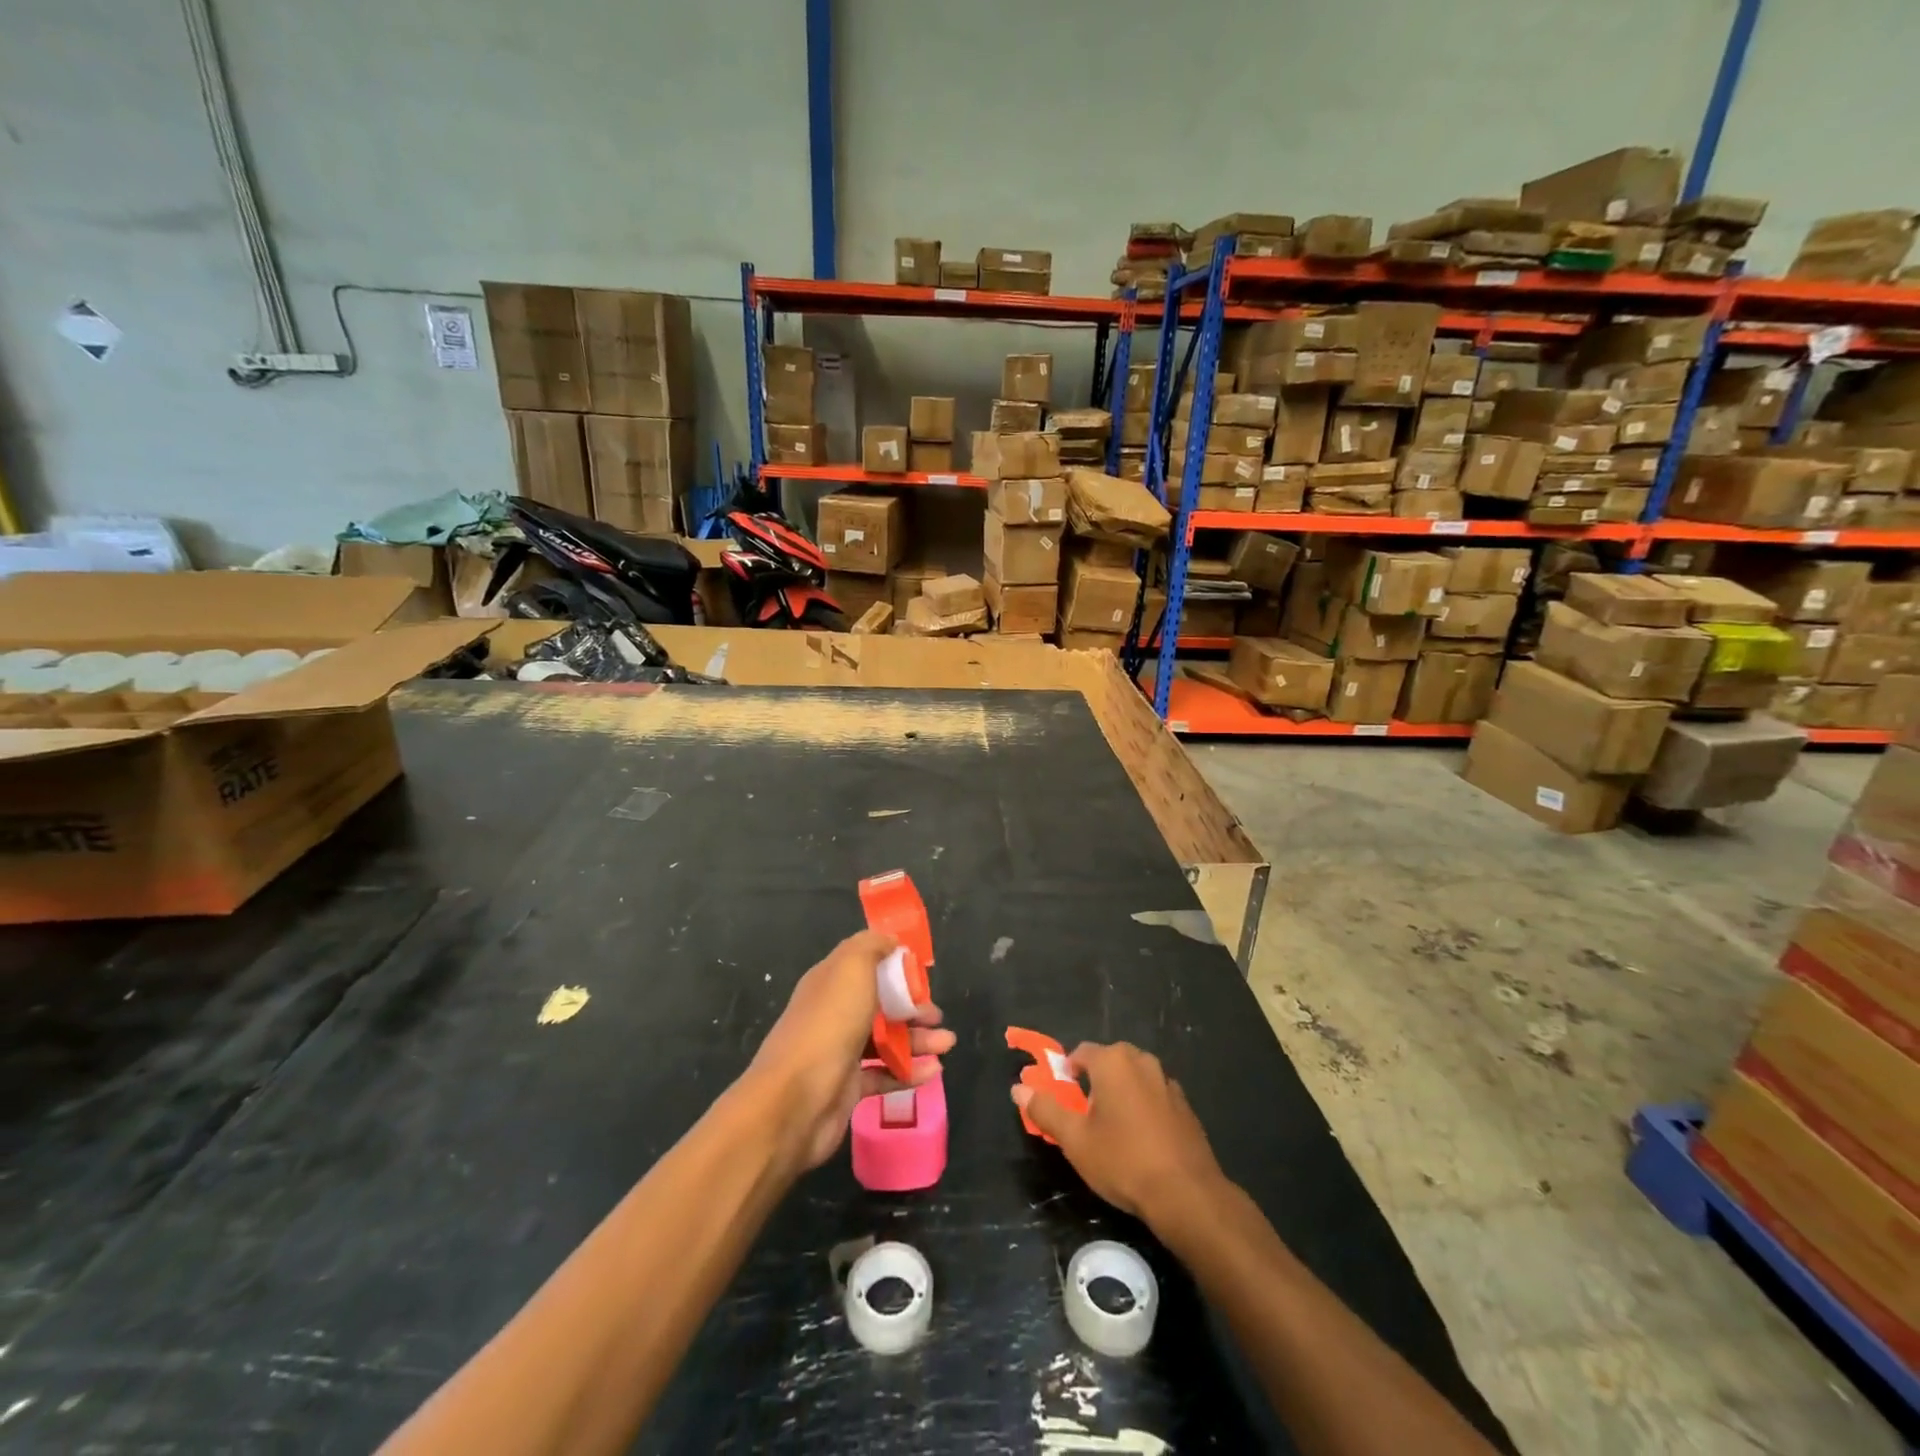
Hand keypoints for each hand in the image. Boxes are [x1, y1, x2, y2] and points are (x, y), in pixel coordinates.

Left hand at [750, 930, 954, 1171]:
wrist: (795, 1101)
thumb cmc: (828, 1025)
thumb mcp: (851, 968)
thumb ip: (871, 946)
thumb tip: (889, 940)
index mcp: (830, 981)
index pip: (866, 966)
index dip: (894, 967)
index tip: (922, 973)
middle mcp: (834, 1013)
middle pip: (880, 1004)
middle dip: (913, 1007)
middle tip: (937, 1016)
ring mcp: (840, 1052)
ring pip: (886, 1040)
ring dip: (918, 1040)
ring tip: (947, 1044)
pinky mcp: (848, 1088)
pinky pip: (885, 1074)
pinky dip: (909, 1072)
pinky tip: (933, 1072)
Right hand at [1011, 1041, 1226, 1226]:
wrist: (1186, 1194)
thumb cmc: (1123, 1160)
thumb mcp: (1075, 1139)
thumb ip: (1046, 1109)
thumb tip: (1018, 1088)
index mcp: (1113, 1061)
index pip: (1081, 1053)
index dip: (1067, 1073)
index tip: (1063, 1100)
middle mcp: (1142, 1061)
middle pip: (1109, 1062)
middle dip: (1094, 1083)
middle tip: (1085, 1117)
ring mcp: (1168, 1082)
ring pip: (1134, 1079)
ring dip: (1121, 1094)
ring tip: (1113, 1131)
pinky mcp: (1185, 1106)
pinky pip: (1154, 1097)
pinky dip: (1143, 1109)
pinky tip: (1142, 1141)